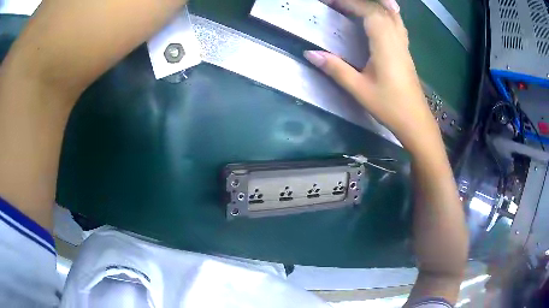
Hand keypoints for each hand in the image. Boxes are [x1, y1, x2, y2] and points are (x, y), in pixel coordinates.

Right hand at [304, 0, 440, 151]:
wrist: (415, 121)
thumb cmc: (389, 106)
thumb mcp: (359, 89)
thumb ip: (335, 68)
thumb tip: (310, 53)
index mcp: (384, 44)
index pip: (368, 11)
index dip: (349, 2)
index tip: (331, 2)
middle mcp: (396, 38)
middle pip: (380, 8)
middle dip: (358, 1)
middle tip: (338, 3)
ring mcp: (403, 44)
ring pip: (392, 14)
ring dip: (375, 4)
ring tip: (358, 4)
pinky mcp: (406, 50)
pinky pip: (397, 23)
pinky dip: (386, 13)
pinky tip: (380, 15)